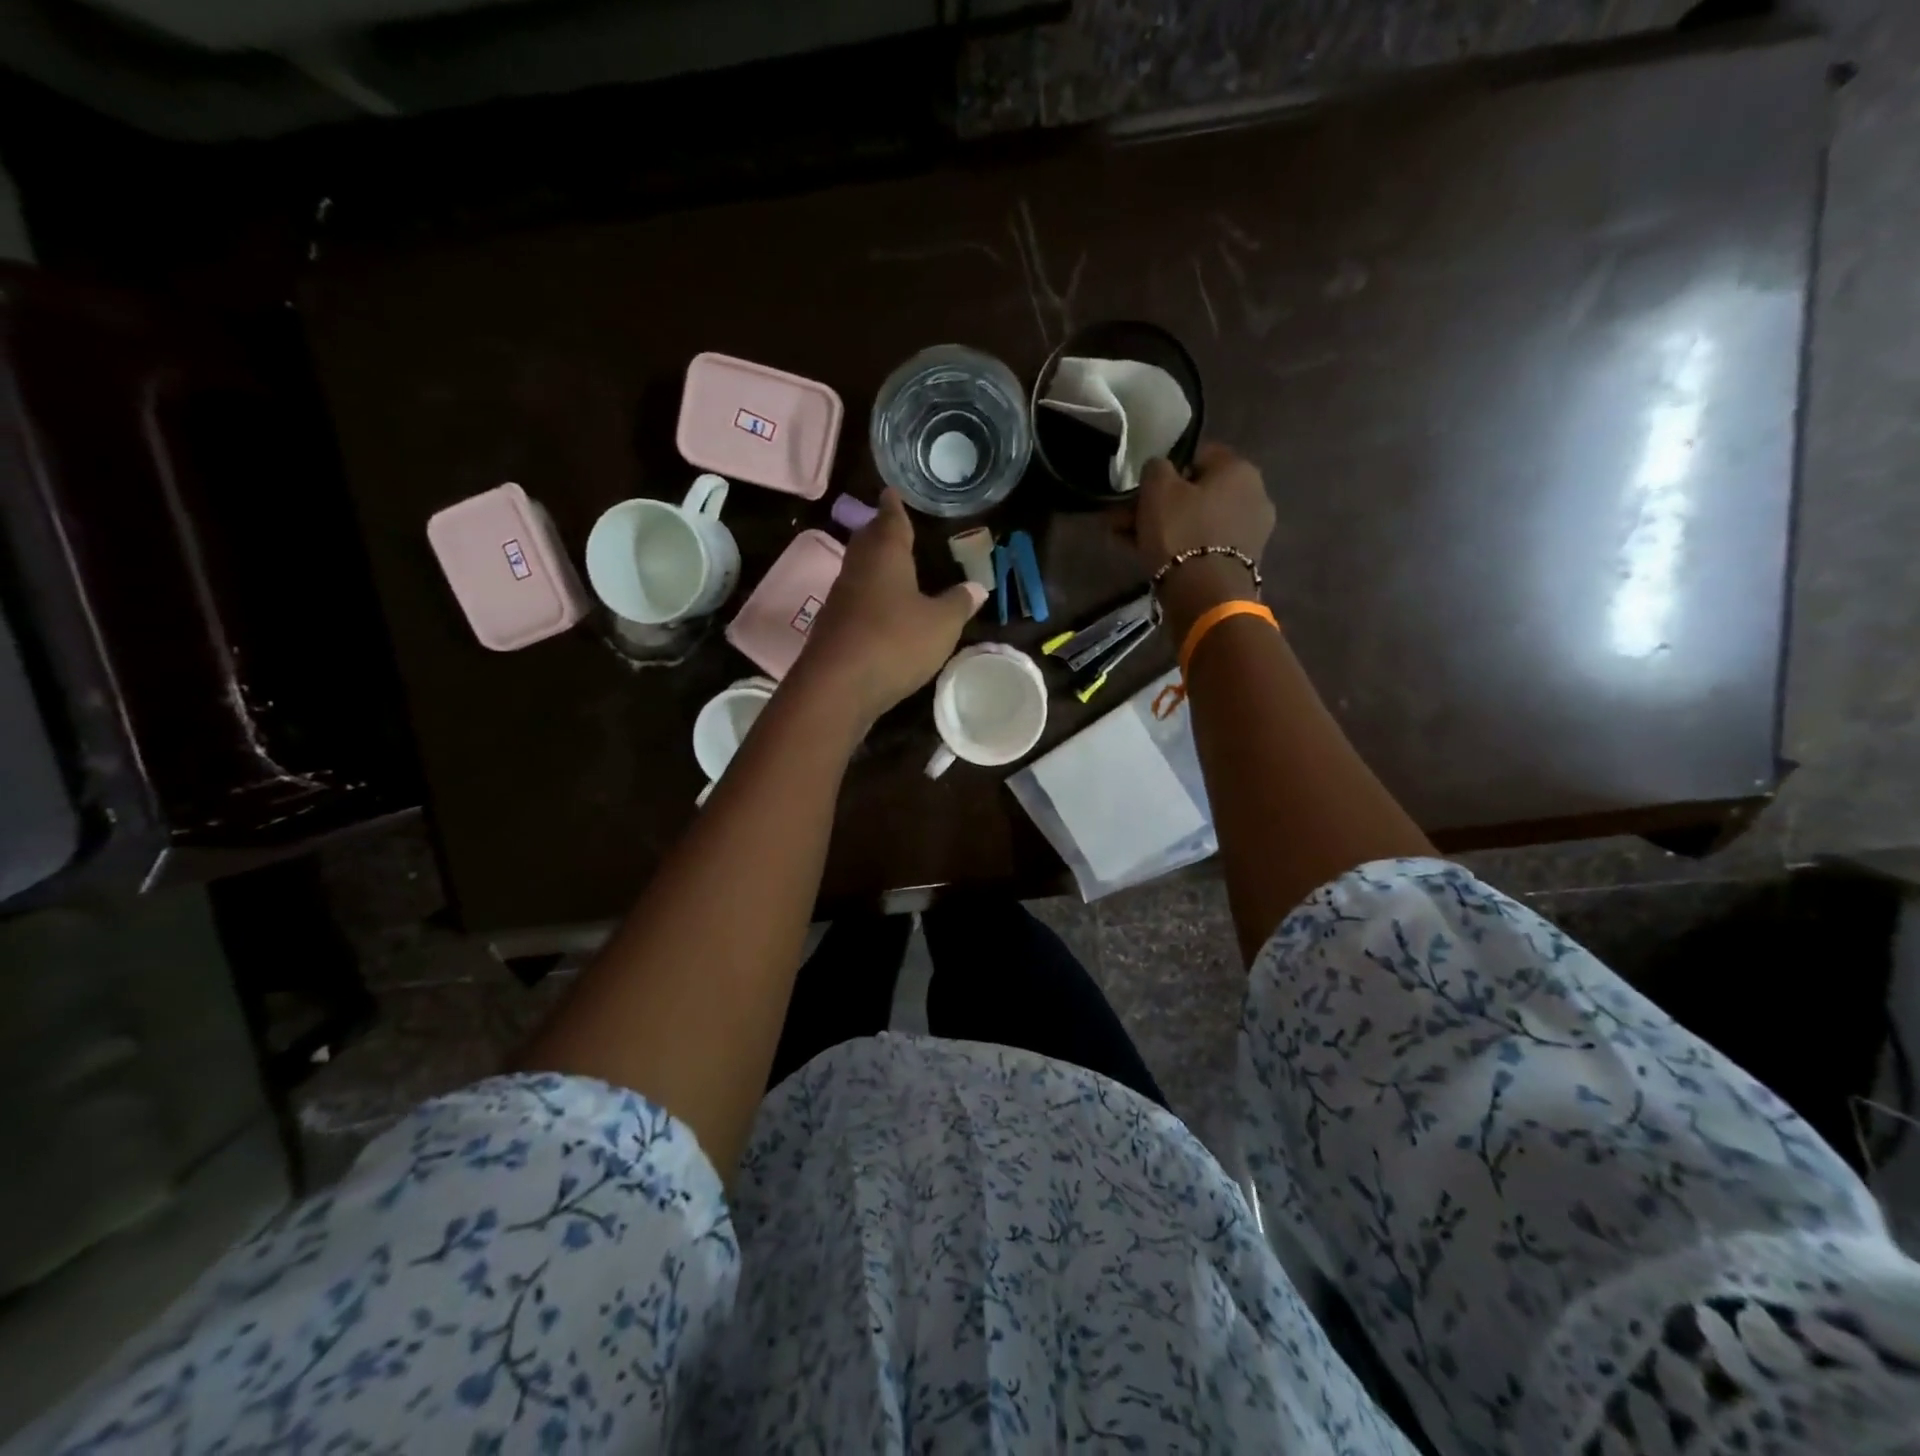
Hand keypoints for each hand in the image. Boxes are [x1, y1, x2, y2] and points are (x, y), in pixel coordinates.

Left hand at [788, 489, 987, 728]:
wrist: (837, 686)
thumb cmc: (895, 642)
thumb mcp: (940, 624)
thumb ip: (958, 604)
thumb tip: (977, 587)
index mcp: (885, 555)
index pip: (890, 520)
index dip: (894, 506)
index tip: (891, 491)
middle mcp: (858, 569)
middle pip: (868, 541)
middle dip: (880, 531)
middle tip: (891, 524)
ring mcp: (841, 598)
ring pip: (859, 570)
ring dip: (873, 564)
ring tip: (890, 564)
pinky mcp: (833, 627)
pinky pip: (855, 600)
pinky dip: (869, 596)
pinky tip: (879, 608)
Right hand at [1131, 443, 1274, 633]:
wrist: (1206, 594)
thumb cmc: (1181, 531)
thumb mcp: (1157, 488)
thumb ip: (1156, 467)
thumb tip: (1161, 469)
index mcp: (1239, 467)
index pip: (1198, 455)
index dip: (1166, 470)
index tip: (1142, 490)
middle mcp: (1255, 493)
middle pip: (1198, 492)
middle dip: (1161, 504)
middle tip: (1127, 520)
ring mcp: (1252, 530)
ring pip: (1199, 520)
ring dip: (1167, 527)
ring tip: (1132, 542)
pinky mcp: (1243, 560)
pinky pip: (1206, 544)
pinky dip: (1183, 547)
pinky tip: (1155, 559)